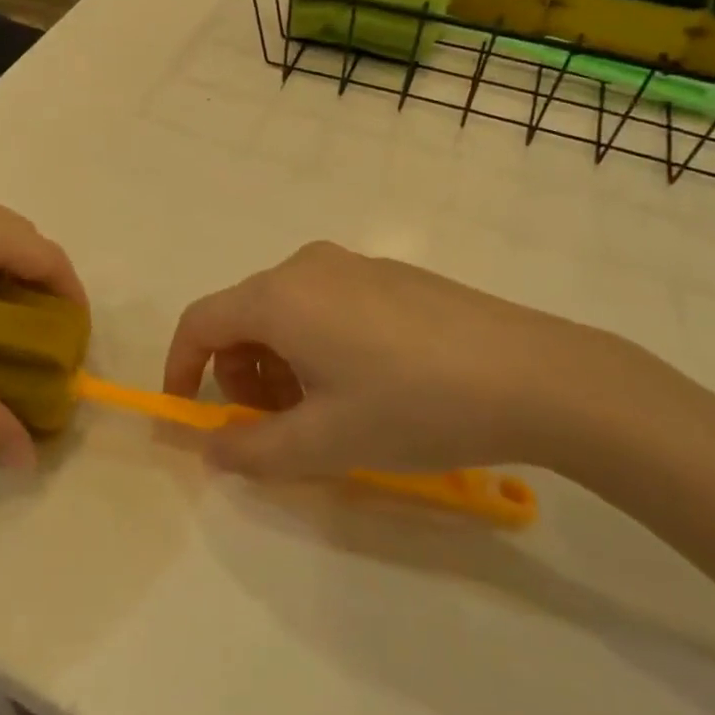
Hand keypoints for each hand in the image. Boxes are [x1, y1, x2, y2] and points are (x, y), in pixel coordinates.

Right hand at [162, 241, 652, 478]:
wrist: (532, 374)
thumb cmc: (412, 405)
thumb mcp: (325, 442)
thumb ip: (252, 449)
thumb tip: (211, 446)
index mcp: (279, 297)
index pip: (200, 321)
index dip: (181, 366)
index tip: (188, 411)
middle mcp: (306, 266)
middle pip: (243, 316)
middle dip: (240, 373)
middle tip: (272, 425)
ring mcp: (352, 264)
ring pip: (287, 310)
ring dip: (280, 362)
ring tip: (322, 411)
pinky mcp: (389, 274)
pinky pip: (326, 303)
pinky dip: (317, 342)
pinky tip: (365, 383)